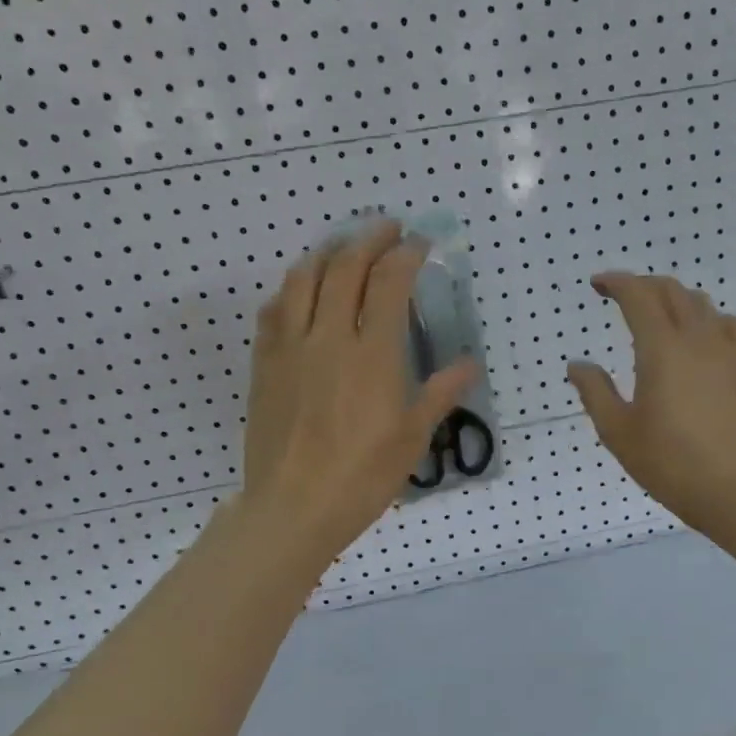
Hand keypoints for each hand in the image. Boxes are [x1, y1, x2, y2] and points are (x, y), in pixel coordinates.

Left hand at [241, 220, 475, 570]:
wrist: (294, 506)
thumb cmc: (362, 476)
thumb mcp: (413, 437)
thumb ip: (440, 393)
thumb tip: (470, 364)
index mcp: (373, 354)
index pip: (389, 282)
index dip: (406, 254)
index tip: (420, 243)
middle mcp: (329, 337)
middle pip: (345, 267)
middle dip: (368, 238)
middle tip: (387, 228)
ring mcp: (291, 347)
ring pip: (303, 278)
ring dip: (327, 252)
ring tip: (343, 247)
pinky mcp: (265, 364)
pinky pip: (274, 310)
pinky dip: (291, 289)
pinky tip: (300, 290)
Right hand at [568, 272, 735, 535]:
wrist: (735, 490)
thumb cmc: (669, 463)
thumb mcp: (618, 432)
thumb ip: (595, 392)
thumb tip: (578, 365)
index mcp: (661, 349)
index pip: (638, 296)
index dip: (616, 282)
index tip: (598, 285)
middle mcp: (697, 339)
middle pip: (671, 291)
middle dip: (643, 286)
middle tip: (621, 297)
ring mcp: (728, 351)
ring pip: (701, 304)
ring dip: (674, 299)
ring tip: (658, 316)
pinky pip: (728, 325)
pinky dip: (706, 318)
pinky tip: (700, 338)